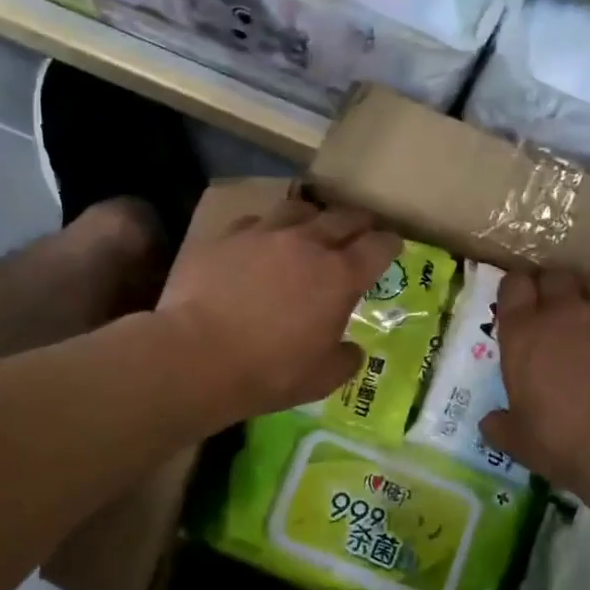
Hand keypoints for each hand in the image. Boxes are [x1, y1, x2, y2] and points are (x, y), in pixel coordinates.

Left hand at [157, 200, 401, 423]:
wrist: (196, 356)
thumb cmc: (268, 372)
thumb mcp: (321, 380)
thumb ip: (345, 360)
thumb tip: (352, 349)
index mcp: (339, 276)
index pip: (378, 246)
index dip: (390, 245)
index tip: (393, 247)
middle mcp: (306, 244)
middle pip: (342, 218)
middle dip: (357, 223)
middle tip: (360, 231)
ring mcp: (263, 235)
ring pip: (297, 209)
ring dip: (311, 217)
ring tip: (309, 227)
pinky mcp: (225, 237)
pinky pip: (254, 222)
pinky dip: (265, 230)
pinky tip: (259, 243)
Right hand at [480, 269, 589, 491]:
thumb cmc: (567, 442)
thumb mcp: (522, 442)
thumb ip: (502, 426)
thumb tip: (490, 423)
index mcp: (525, 334)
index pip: (513, 287)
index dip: (517, 290)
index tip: (521, 302)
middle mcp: (567, 311)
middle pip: (557, 276)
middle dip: (556, 288)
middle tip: (560, 308)